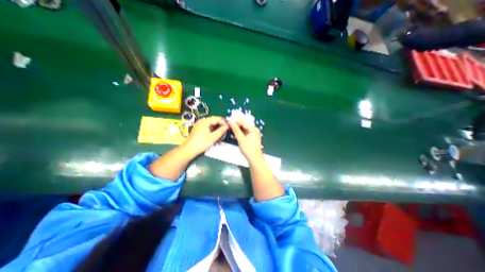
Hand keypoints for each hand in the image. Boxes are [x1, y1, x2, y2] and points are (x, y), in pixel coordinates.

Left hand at [185, 116, 228, 156]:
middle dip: (221, 125)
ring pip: (212, 124)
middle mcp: (202, 121)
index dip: (224, 122)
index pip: (217, 118)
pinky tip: (216, 135)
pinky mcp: (199, 129)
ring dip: (217, 128)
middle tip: (226, 131)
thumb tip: (227, 126)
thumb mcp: (213, 137)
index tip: (229, 127)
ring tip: (221, 134)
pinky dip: (213, 130)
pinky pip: (208, 127)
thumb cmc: (201, 143)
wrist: (189, 149)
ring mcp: (200, 125)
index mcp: (205, 121)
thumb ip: (221, 131)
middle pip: (214, 120)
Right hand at [230, 120, 263, 162]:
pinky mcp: (251, 137)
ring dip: (238, 128)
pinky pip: (245, 132)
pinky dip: (240, 132)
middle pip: (244, 124)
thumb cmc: (248, 149)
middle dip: (236, 124)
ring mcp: (253, 133)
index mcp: (253, 129)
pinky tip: (235, 133)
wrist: (254, 159)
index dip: (236, 121)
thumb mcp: (241, 139)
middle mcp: (254, 130)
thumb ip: (236, 130)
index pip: (244, 122)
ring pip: (244, 128)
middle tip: (228, 125)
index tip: (228, 121)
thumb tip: (231, 122)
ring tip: (230, 128)